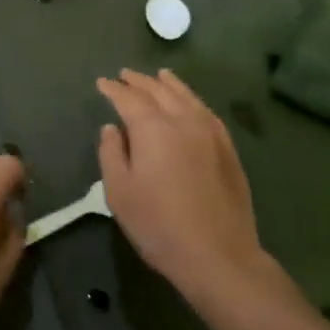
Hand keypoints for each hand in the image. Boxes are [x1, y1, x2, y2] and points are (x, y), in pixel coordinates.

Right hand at [96, 69, 266, 302]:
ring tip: (159, 75)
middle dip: (139, 81)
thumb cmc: (159, 225)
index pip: (129, 99)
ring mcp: (210, 132)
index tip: (102, 83)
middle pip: (159, 91)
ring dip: (169, 84)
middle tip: (125, 75)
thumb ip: (112, 153)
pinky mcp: (227, 147)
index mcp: (153, 128)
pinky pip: (206, 111)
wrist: (218, 254)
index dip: (114, 89)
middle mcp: (183, 120)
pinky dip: (192, 99)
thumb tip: (112, 128)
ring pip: (186, 96)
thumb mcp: (120, 192)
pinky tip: (190, 102)